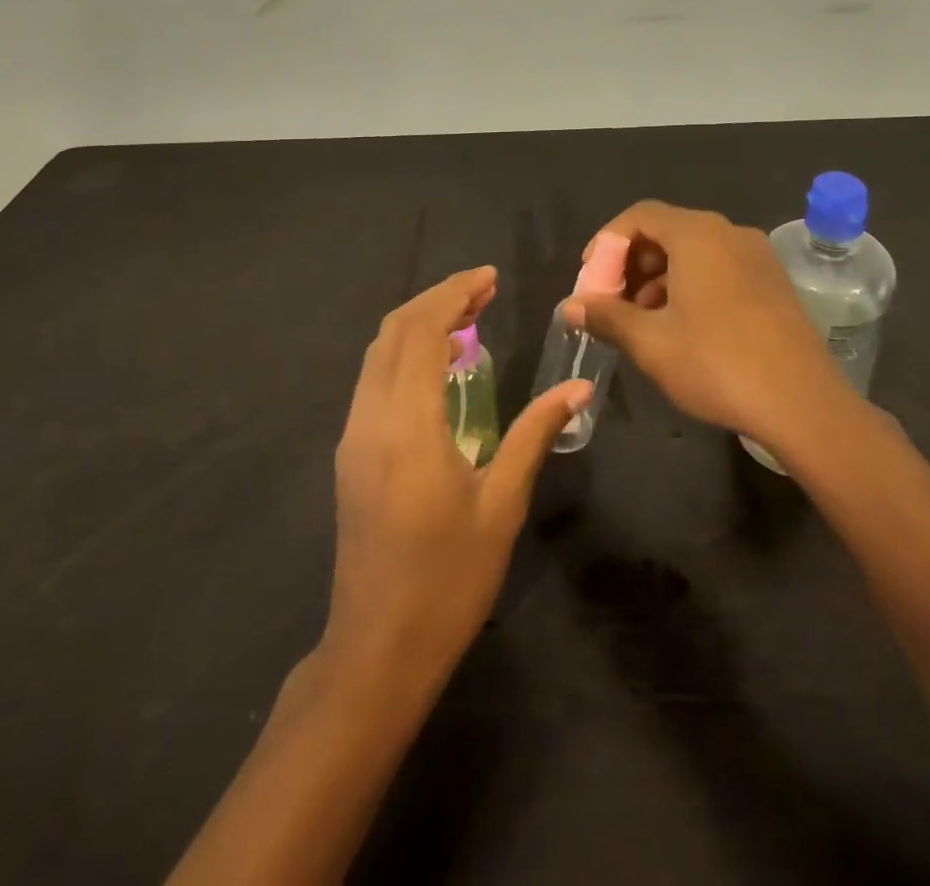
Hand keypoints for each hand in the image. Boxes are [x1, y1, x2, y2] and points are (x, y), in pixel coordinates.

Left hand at [324, 266, 592, 694]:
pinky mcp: (351, 456)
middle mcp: (369, 419)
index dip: (453, 294)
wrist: (377, 650)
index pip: (419, 331)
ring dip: (418, 326)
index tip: (490, 279)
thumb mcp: (502, 504)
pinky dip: (405, 356)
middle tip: (484, 293)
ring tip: (468, 321)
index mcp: (406, 425)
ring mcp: (353, 437)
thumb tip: (578, 388)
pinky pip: (374, 381)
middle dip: (436, 301)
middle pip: (392, 332)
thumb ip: (534, 434)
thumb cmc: (448, 580)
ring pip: (377, 355)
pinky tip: (441, 369)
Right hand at [562, 201, 852, 447]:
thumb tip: (570, 305)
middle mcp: (730, 233)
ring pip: (694, 252)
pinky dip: (690, 285)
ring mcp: (758, 256)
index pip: (640, 215)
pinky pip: (719, 268)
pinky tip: (680, 326)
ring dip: (658, 278)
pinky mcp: (773, 282)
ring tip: (641, 320)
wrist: (804, 404)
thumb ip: (606, 316)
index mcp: (698, 235)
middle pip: (667, 231)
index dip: (607, 242)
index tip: (590, 278)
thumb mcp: (651, 342)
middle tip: (611, 302)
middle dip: (631, 263)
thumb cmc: (718, 364)